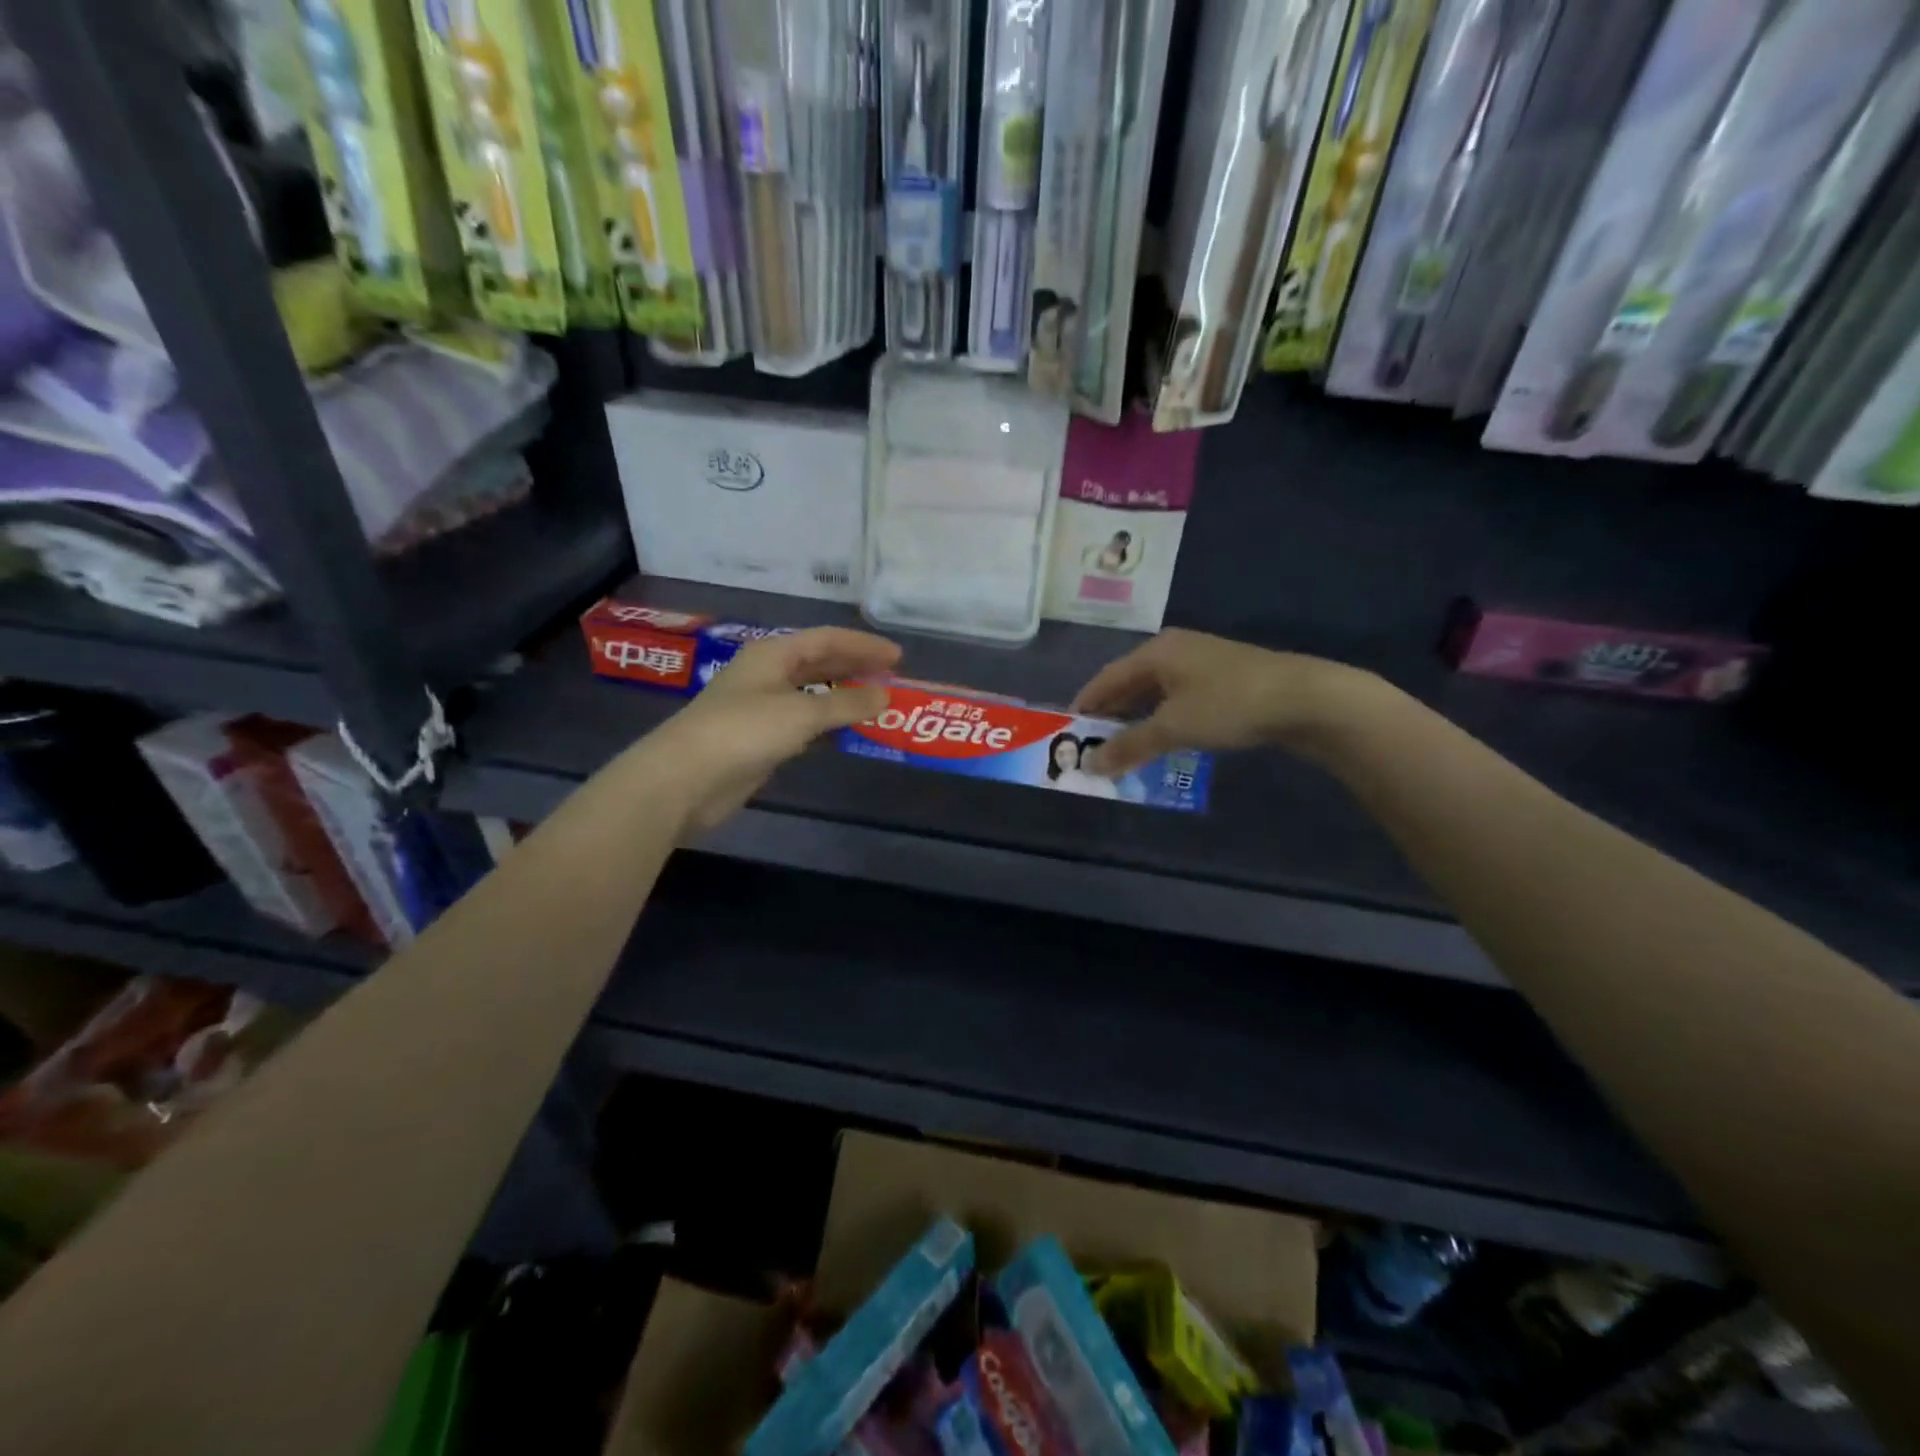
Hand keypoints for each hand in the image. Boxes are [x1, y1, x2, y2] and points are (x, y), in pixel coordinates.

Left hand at [639, 627, 899, 835]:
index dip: (864, 645)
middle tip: (893, 680)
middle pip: (820, 664)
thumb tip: (885, 695)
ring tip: (878, 706)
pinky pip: (805, 724)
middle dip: (856, 669)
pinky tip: (849, 734)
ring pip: (814, 695)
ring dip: (845, 699)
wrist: (687, 779)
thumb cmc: (744, 731)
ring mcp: (763, 707)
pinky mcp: (762, 739)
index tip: (898, 658)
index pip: (827, 639)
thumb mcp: (801, 712)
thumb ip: (846, 703)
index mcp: (774, 654)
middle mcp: (768, 674)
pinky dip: (829, 726)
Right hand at [1071, 629, 1375, 776]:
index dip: (1085, 704)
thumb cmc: (1229, 704)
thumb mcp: (1173, 727)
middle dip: (1110, 714)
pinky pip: (1178, 699)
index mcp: (1156, 652)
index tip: (1066, 730)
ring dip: (1137, 719)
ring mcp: (1202, 663)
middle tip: (1091, 743)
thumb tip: (1090, 764)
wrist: (1305, 698)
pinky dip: (1163, 719)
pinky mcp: (1224, 679)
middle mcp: (1175, 650)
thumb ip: (1129, 745)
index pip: (1106, 678)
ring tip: (1122, 747)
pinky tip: (1163, 739)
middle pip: (1129, 683)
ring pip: (1155, 692)